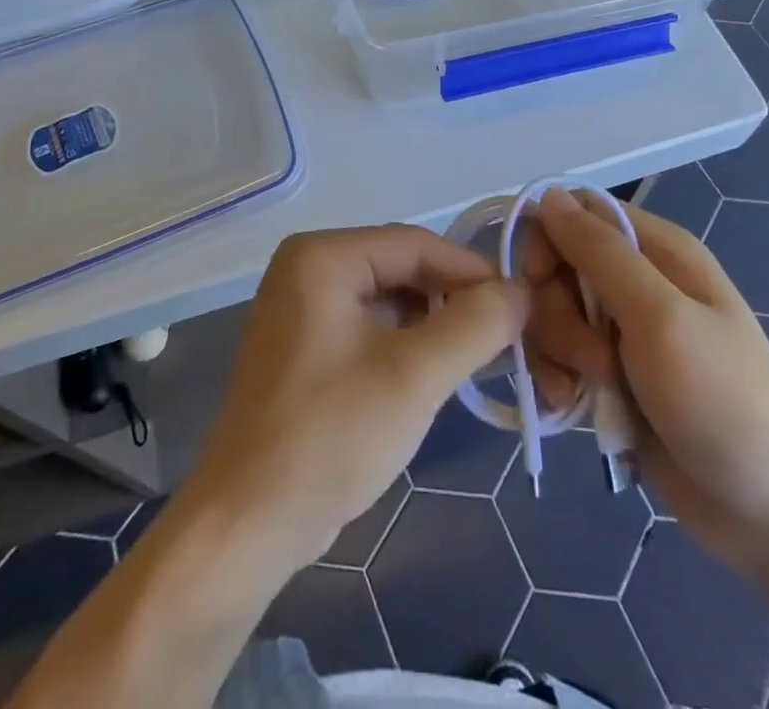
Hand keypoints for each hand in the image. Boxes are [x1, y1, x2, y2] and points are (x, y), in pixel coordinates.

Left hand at [182, 225, 527, 574]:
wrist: (247, 524)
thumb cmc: (330, 435)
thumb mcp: (414, 375)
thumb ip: (475, 325)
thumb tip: (520, 291)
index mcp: (322, 256)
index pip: (414, 244)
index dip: (472, 271)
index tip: (520, 303)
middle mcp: (306, 268)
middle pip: (400, 267)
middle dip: (452, 299)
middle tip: (503, 334)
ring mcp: (300, 308)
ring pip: (387, 298)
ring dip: (432, 324)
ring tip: (475, 356)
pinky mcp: (303, 346)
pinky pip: (367, 326)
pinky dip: (404, 343)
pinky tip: (431, 373)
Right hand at [523, 191, 768, 571]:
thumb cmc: (723, 401)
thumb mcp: (660, 317)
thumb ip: (601, 253)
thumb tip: (548, 195)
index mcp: (658, 250)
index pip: (577, 212)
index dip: (547, 238)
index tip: (536, 280)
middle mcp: (638, 281)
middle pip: (558, 266)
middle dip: (557, 311)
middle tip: (589, 358)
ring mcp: (623, 331)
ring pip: (553, 313)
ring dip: (557, 350)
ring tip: (590, 390)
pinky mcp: (611, 375)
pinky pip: (561, 356)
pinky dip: (558, 378)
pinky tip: (572, 408)